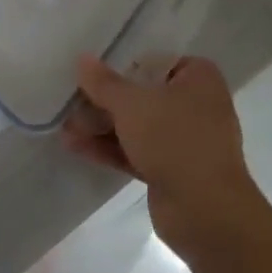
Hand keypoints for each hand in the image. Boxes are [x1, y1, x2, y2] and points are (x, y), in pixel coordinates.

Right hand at [64, 54, 266, 257]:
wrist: (206, 213)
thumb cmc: (174, 139)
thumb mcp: (131, 104)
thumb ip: (104, 83)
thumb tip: (82, 59)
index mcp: (198, 79)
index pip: (156, 61)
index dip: (123, 64)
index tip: (94, 70)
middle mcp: (196, 105)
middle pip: (142, 95)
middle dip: (105, 101)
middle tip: (71, 100)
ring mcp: (185, 141)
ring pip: (137, 126)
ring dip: (102, 126)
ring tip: (65, 127)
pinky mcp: (173, 171)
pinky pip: (136, 152)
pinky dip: (110, 148)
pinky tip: (75, 146)